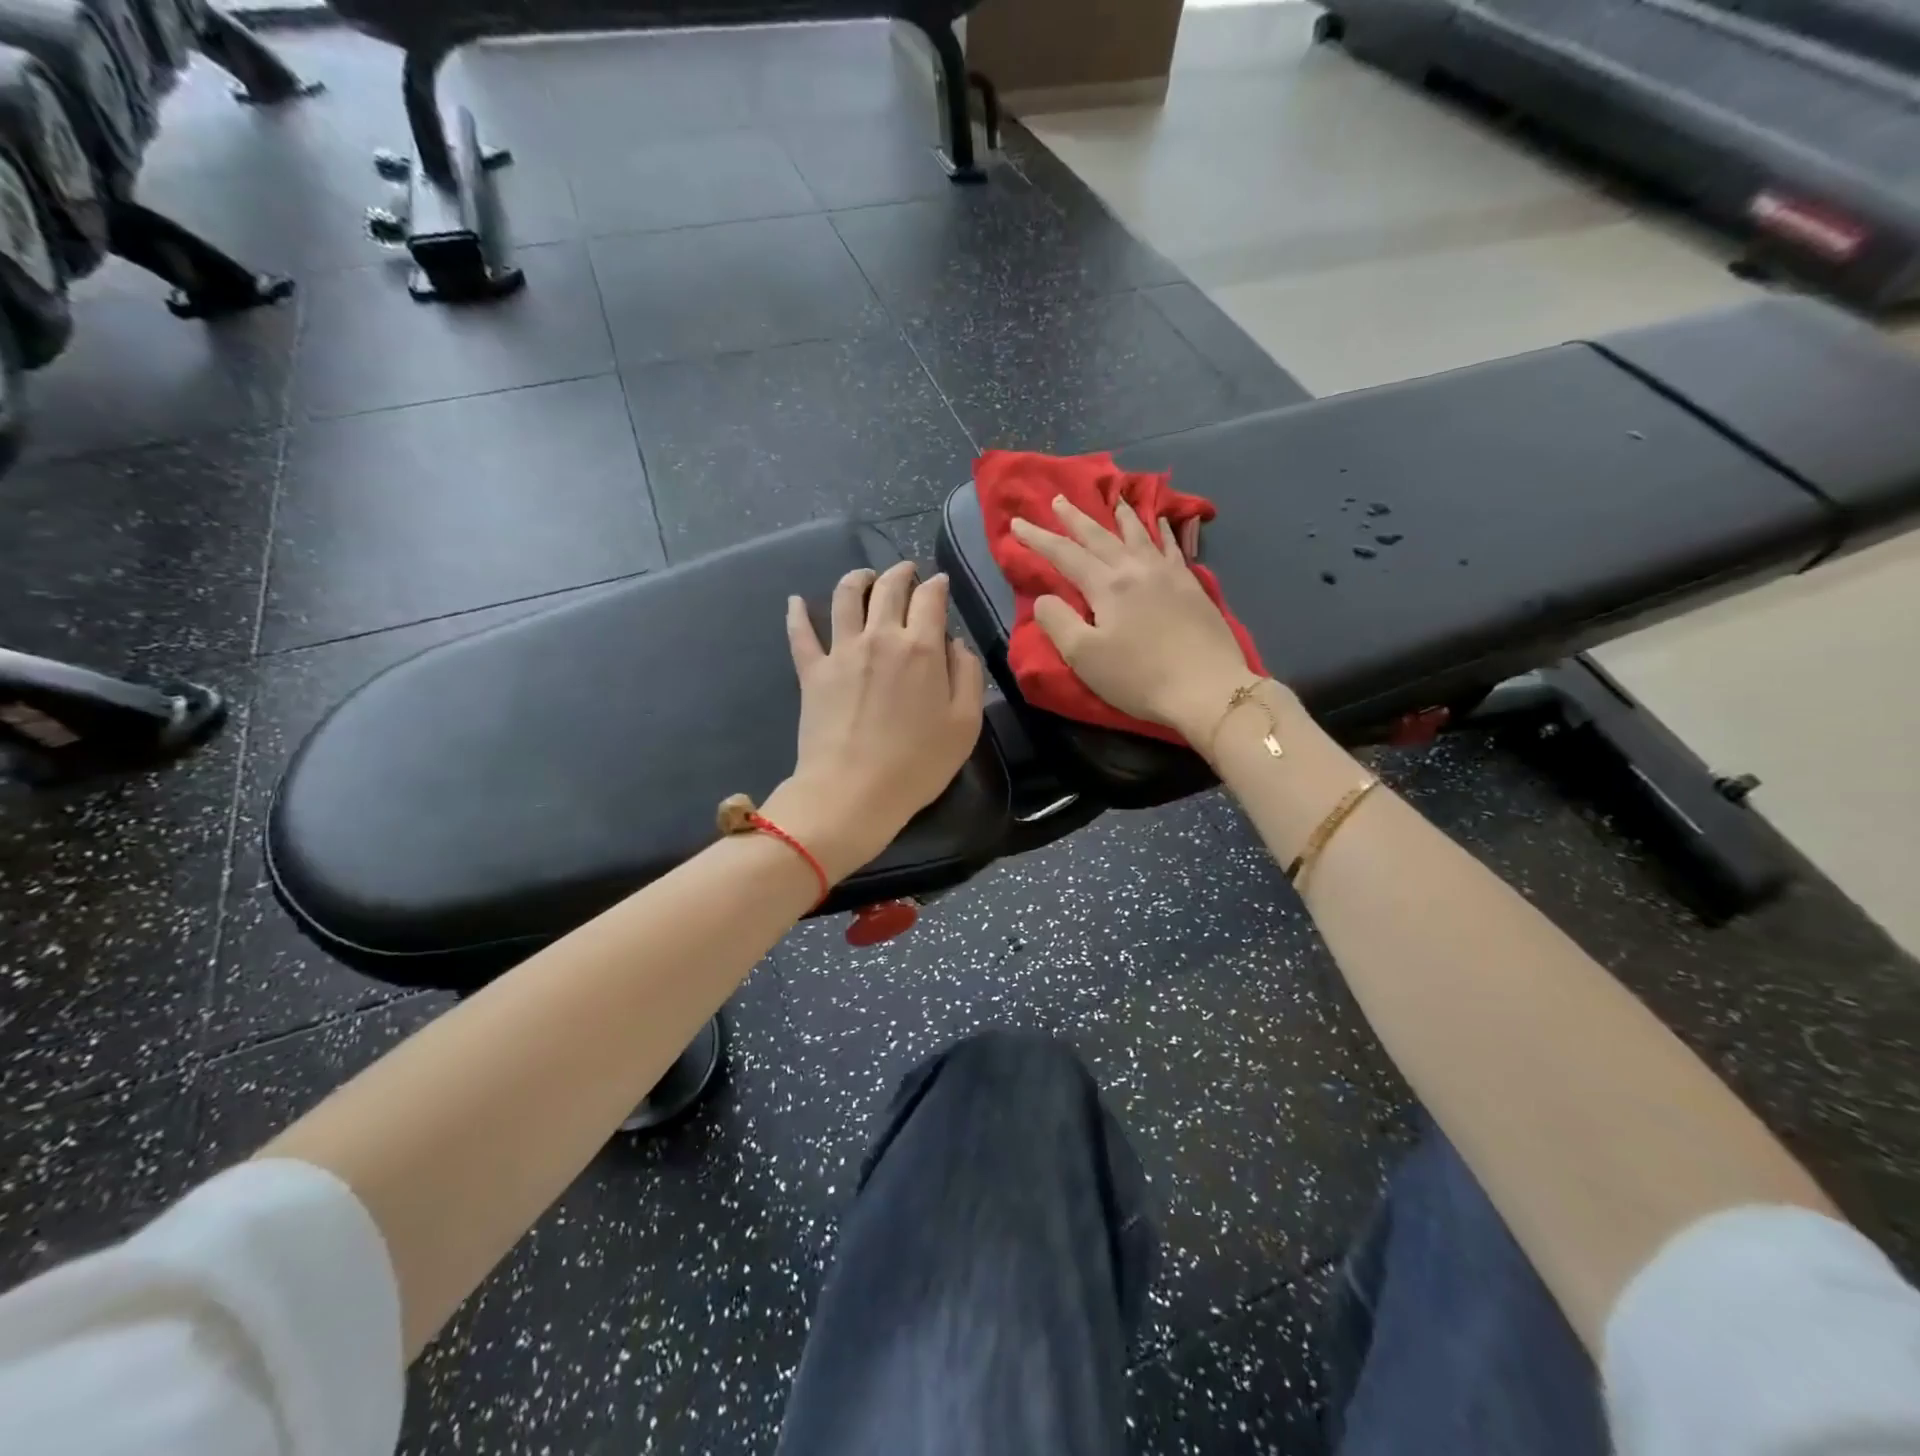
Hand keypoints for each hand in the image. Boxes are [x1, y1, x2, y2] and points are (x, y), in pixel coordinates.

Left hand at [765, 561, 985, 880]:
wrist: (853, 791)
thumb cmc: (918, 764)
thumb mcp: (965, 724)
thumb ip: (968, 675)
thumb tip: (956, 644)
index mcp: (921, 647)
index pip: (930, 598)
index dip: (937, 586)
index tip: (940, 584)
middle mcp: (880, 637)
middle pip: (889, 588)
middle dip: (901, 573)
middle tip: (907, 572)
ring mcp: (841, 651)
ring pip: (846, 597)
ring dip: (857, 579)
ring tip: (864, 576)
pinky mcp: (812, 671)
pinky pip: (801, 633)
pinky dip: (798, 613)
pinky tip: (796, 601)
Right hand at [1011, 496, 1261, 742]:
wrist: (1207, 688)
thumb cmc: (1139, 677)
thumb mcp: (1084, 657)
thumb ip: (1057, 622)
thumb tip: (1044, 598)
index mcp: (1107, 586)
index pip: (1064, 555)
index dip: (1038, 539)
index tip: (1017, 523)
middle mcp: (1136, 569)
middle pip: (1100, 537)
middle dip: (1076, 518)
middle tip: (1059, 499)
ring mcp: (1168, 574)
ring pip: (1139, 534)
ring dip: (1121, 516)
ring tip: (1113, 499)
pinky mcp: (1192, 586)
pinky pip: (1172, 547)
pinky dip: (1162, 531)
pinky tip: (1161, 522)